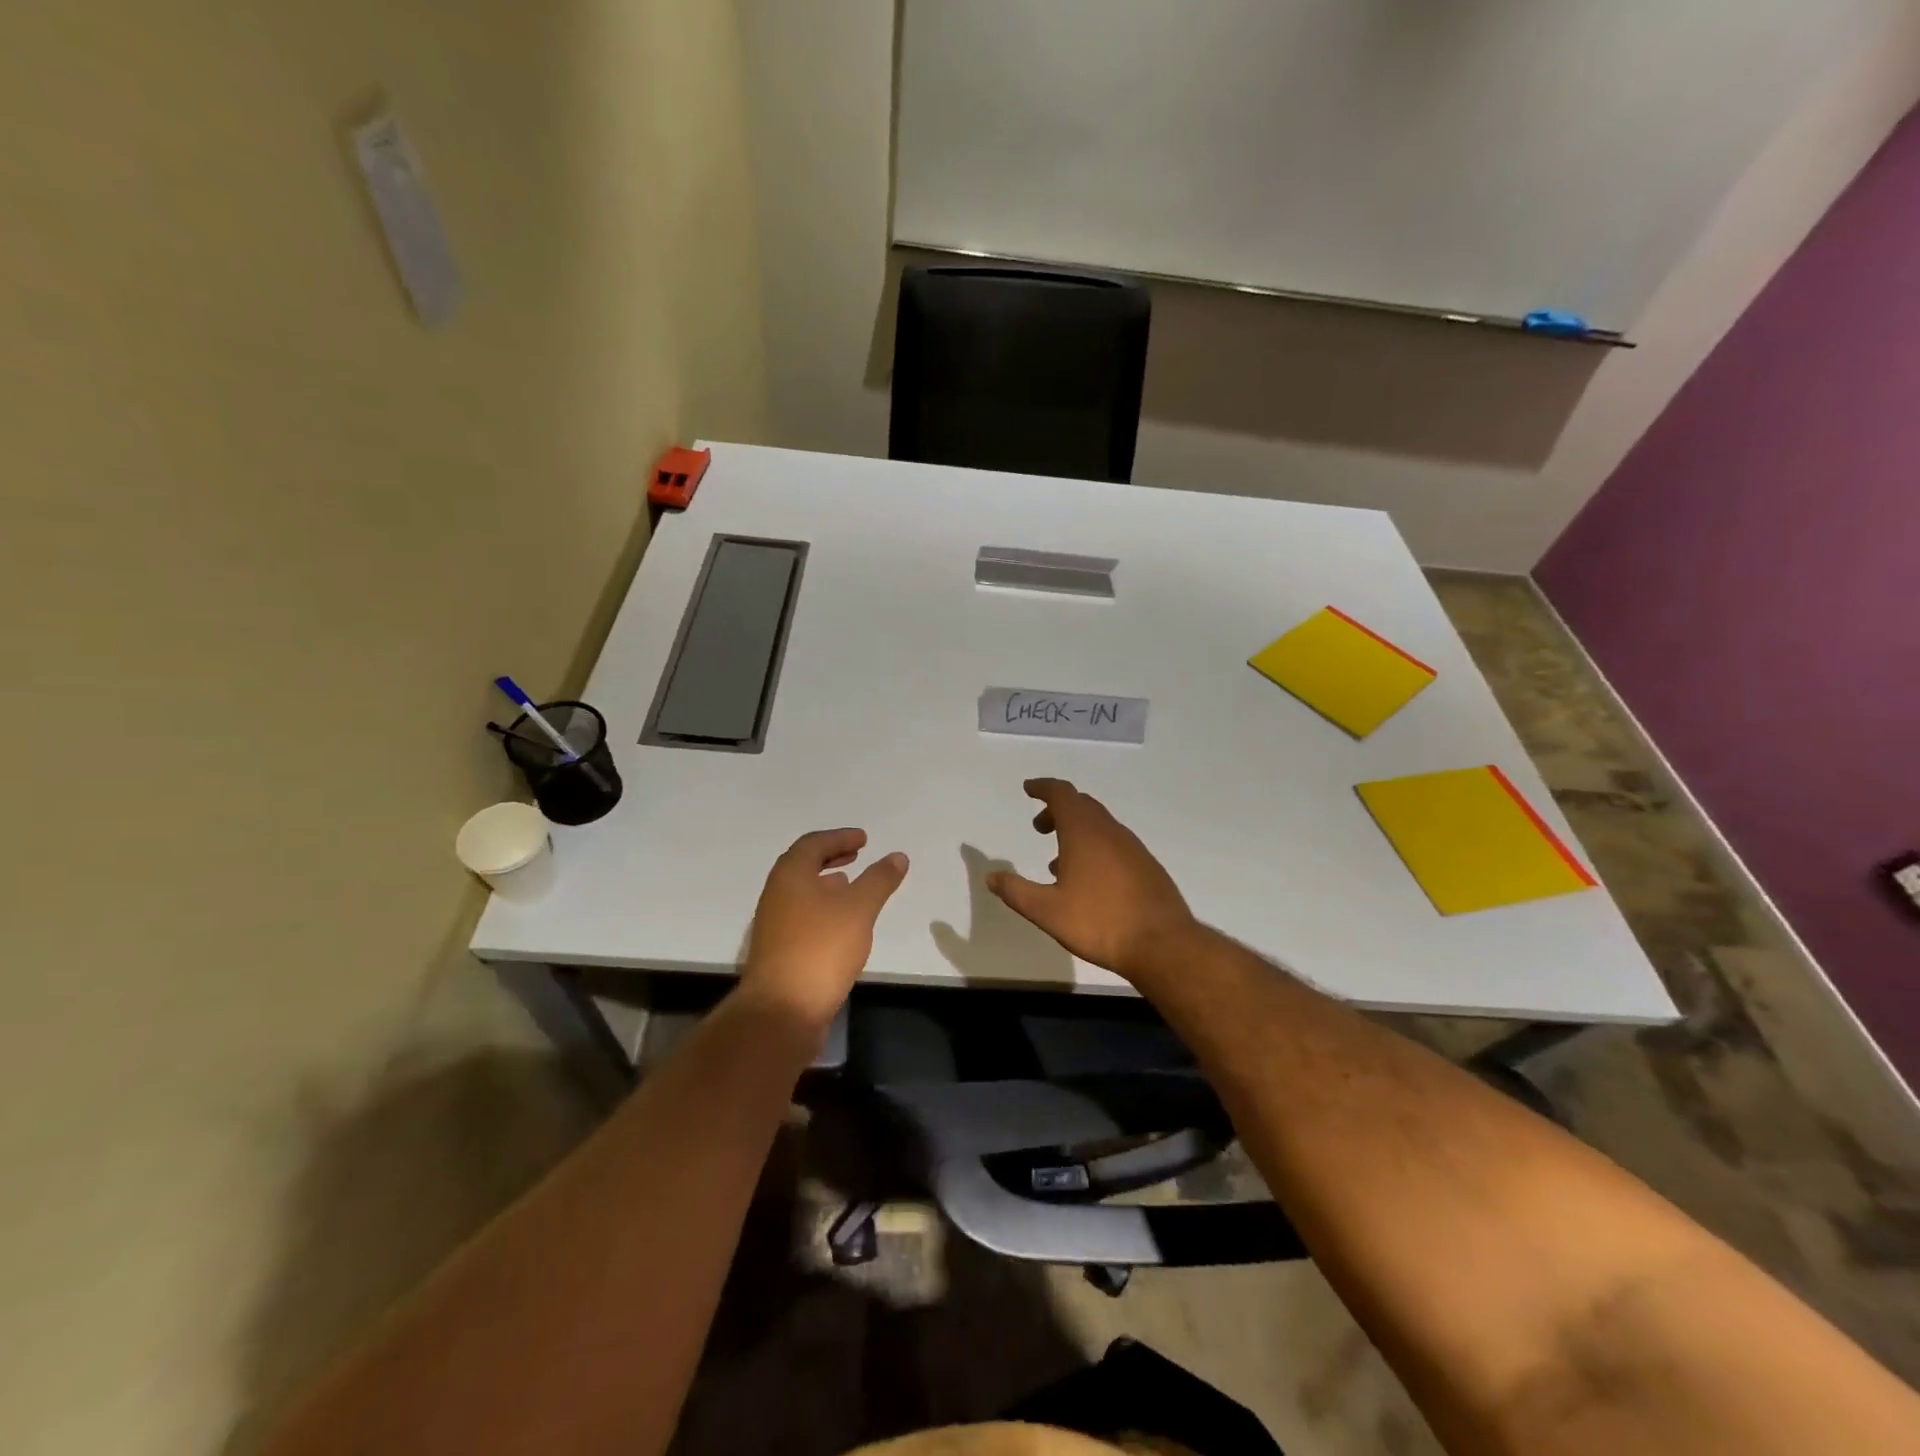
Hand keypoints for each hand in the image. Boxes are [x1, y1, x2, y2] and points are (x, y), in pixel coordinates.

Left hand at [740, 829, 908, 1030]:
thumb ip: (879, 879)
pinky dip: (822, 908)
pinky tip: (841, 924)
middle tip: (857, 854)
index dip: (839, 837)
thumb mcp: (859, 908)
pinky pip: (802, 915)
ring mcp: (774, 924)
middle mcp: (776, 894)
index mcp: (790, 875)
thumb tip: (897, 856)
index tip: (864, 839)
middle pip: (803, 866)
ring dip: (826, 883)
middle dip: (831, 857)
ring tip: (851, 885)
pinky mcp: (779, 950)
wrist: (783, 1009)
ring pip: (801, 892)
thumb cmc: (821, 948)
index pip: (813, 844)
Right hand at [986, 778, 1197, 984]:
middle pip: (1082, 805)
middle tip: (1039, 827)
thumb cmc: (1099, 922)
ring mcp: (1132, 848)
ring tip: (1058, 862)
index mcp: (1084, 832)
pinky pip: (1114, 844)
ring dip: (1076, 832)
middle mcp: (1110, 831)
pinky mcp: (1146, 867)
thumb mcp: (1047, 911)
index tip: (1028, 789)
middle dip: (1057, 810)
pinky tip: (1089, 881)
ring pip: (1100, 826)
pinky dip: (1095, 848)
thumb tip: (991, 876)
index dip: (1043, 788)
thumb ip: (1016, 891)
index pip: (1062, 794)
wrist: (1163, 944)